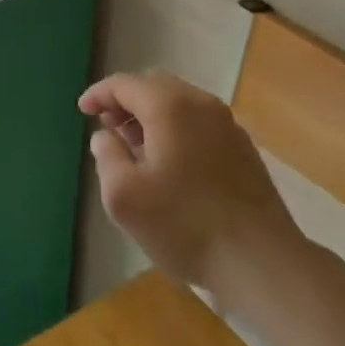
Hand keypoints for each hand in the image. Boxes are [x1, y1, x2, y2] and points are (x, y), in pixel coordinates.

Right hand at [80, 71, 306, 291]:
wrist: (262, 261)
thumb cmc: (185, 225)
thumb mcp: (124, 195)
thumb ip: (107, 156)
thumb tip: (106, 137)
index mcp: (168, 106)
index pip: (124, 84)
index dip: (99, 94)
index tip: (82, 111)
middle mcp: (200, 103)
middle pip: (154, 86)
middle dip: (126, 102)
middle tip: (108, 127)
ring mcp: (227, 125)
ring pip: (179, 103)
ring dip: (152, 116)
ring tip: (135, 147)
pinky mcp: (243, 149)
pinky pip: (199, 123)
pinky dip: (176, 129)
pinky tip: (170, 163)